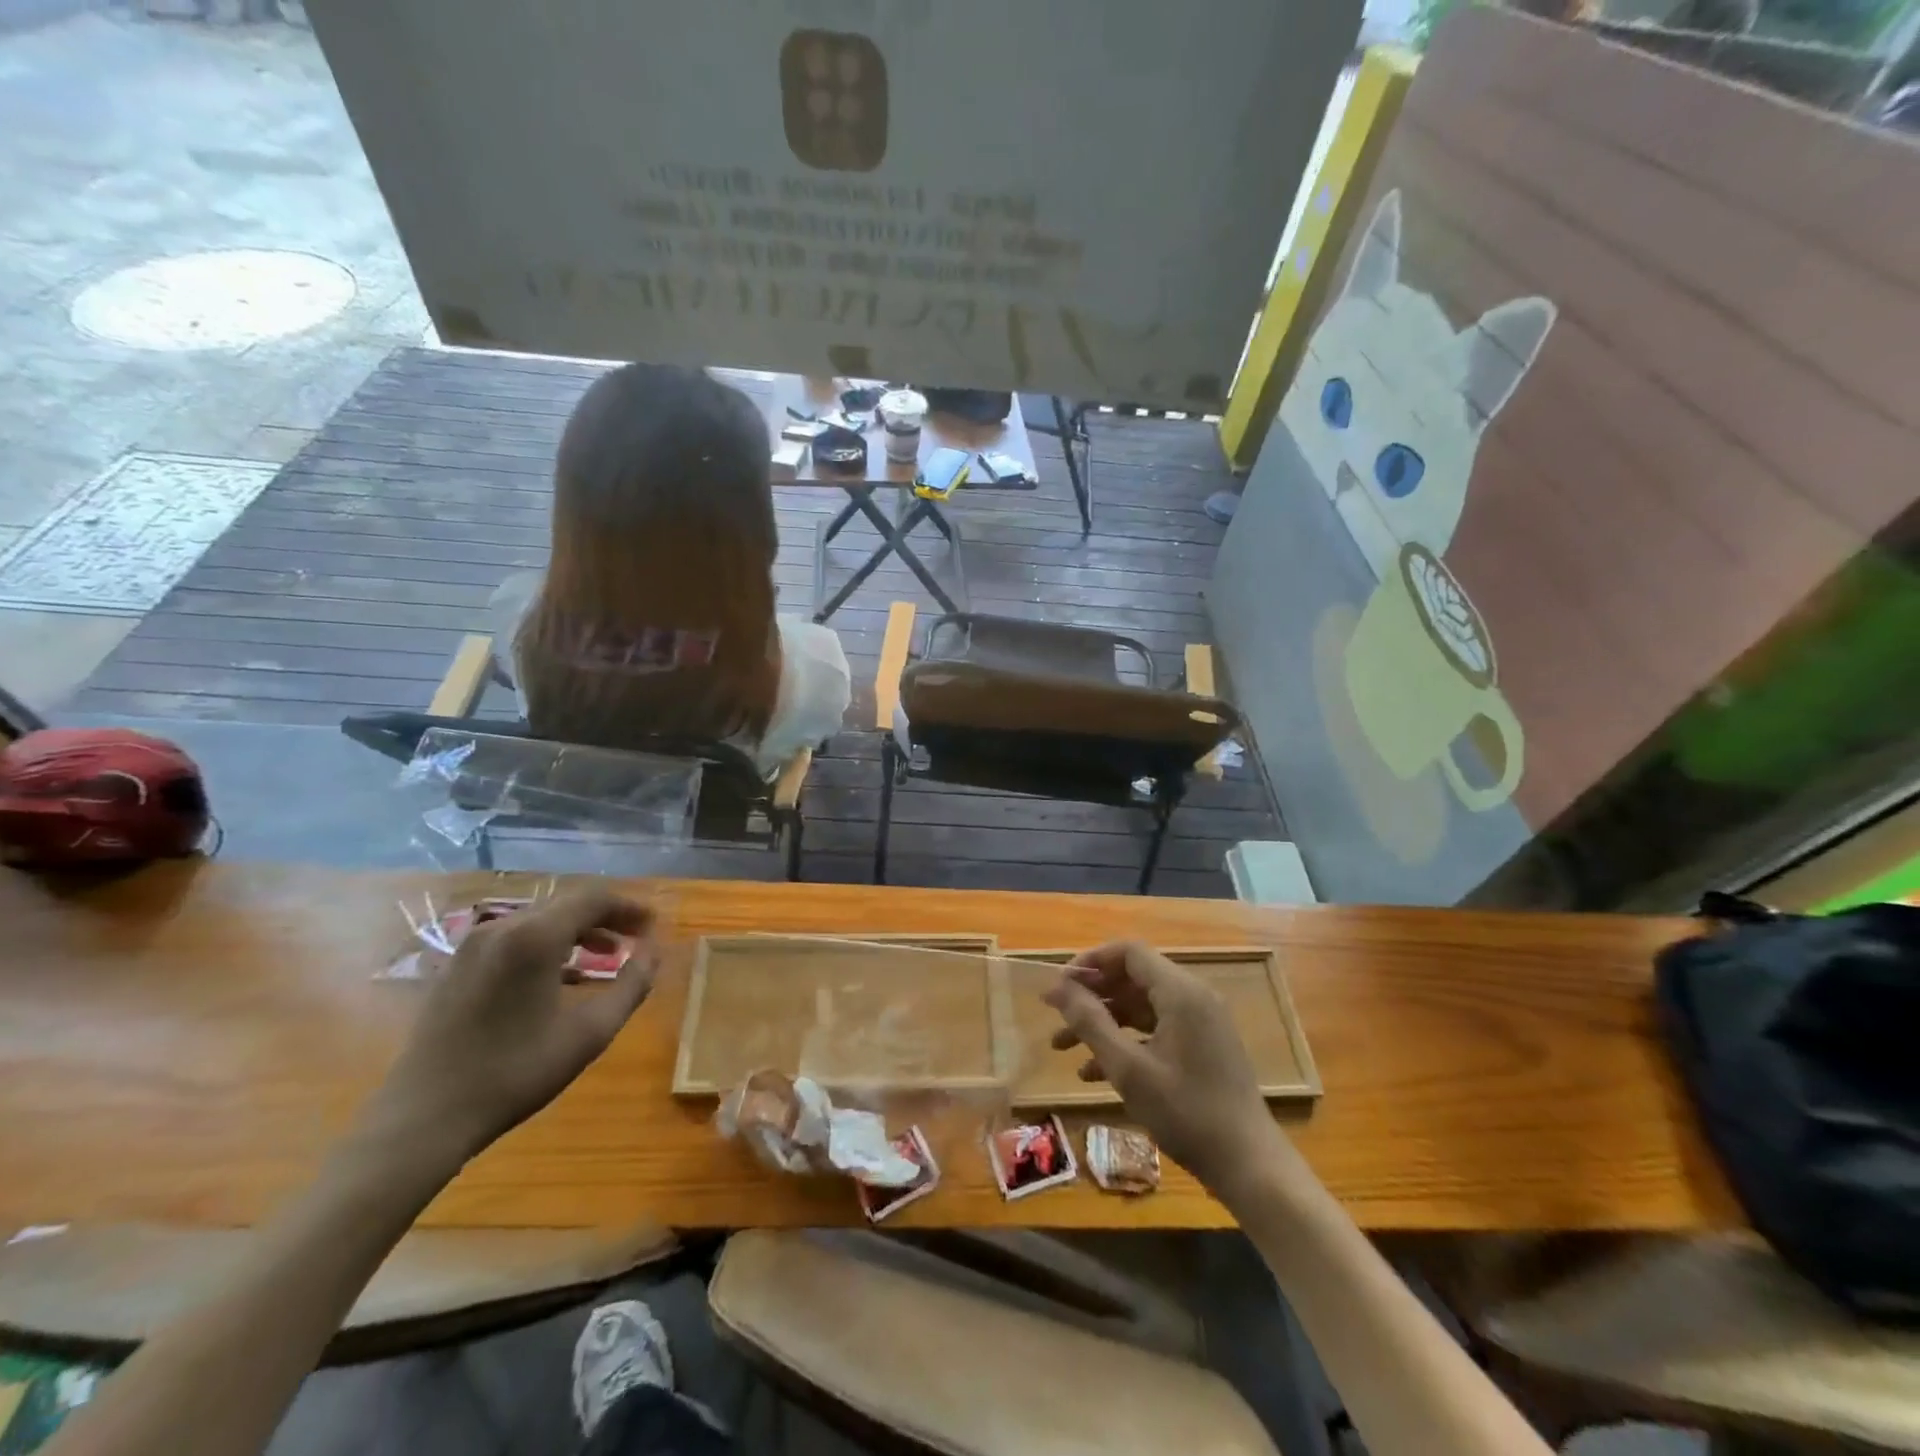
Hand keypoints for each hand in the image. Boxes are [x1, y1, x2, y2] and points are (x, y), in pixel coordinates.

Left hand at [362, 887, 658, 1171]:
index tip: (653, 927)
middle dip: (605, 918)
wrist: (424, 1117)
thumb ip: (631, 985)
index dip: (629, 908)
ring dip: (576, 931)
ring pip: (538, 920)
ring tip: (603, 958)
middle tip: (634, 941)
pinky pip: (512, 938)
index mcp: (534, 936)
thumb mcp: (590, 1032)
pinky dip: (545, 945)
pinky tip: (558, 977)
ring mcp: (471, 946)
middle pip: (565, 904)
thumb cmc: (516, 1072)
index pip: (594, 899)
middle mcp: (501, 927)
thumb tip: (654, 952)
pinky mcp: (455, 966)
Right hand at [1043, 941, 1292, 1201]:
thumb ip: (1090, 1022)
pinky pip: (1156, 1028)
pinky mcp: (1203, 1045)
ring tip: (1063, 1047)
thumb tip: (1056, 986)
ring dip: (1103, 1021)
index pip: (1128, 952)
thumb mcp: (1128, 1069)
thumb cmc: (1186, 1113)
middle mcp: (1193, 996)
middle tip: (1056, 1016)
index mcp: (1180, 992)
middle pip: (1133, 977)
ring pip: (1141, 1005)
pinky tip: (1095, 1072)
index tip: (1060, 987)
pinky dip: (1125, 1040)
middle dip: (1091, 995)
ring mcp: (1201, 1021)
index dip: (1090, 962)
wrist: (1249, 1166)